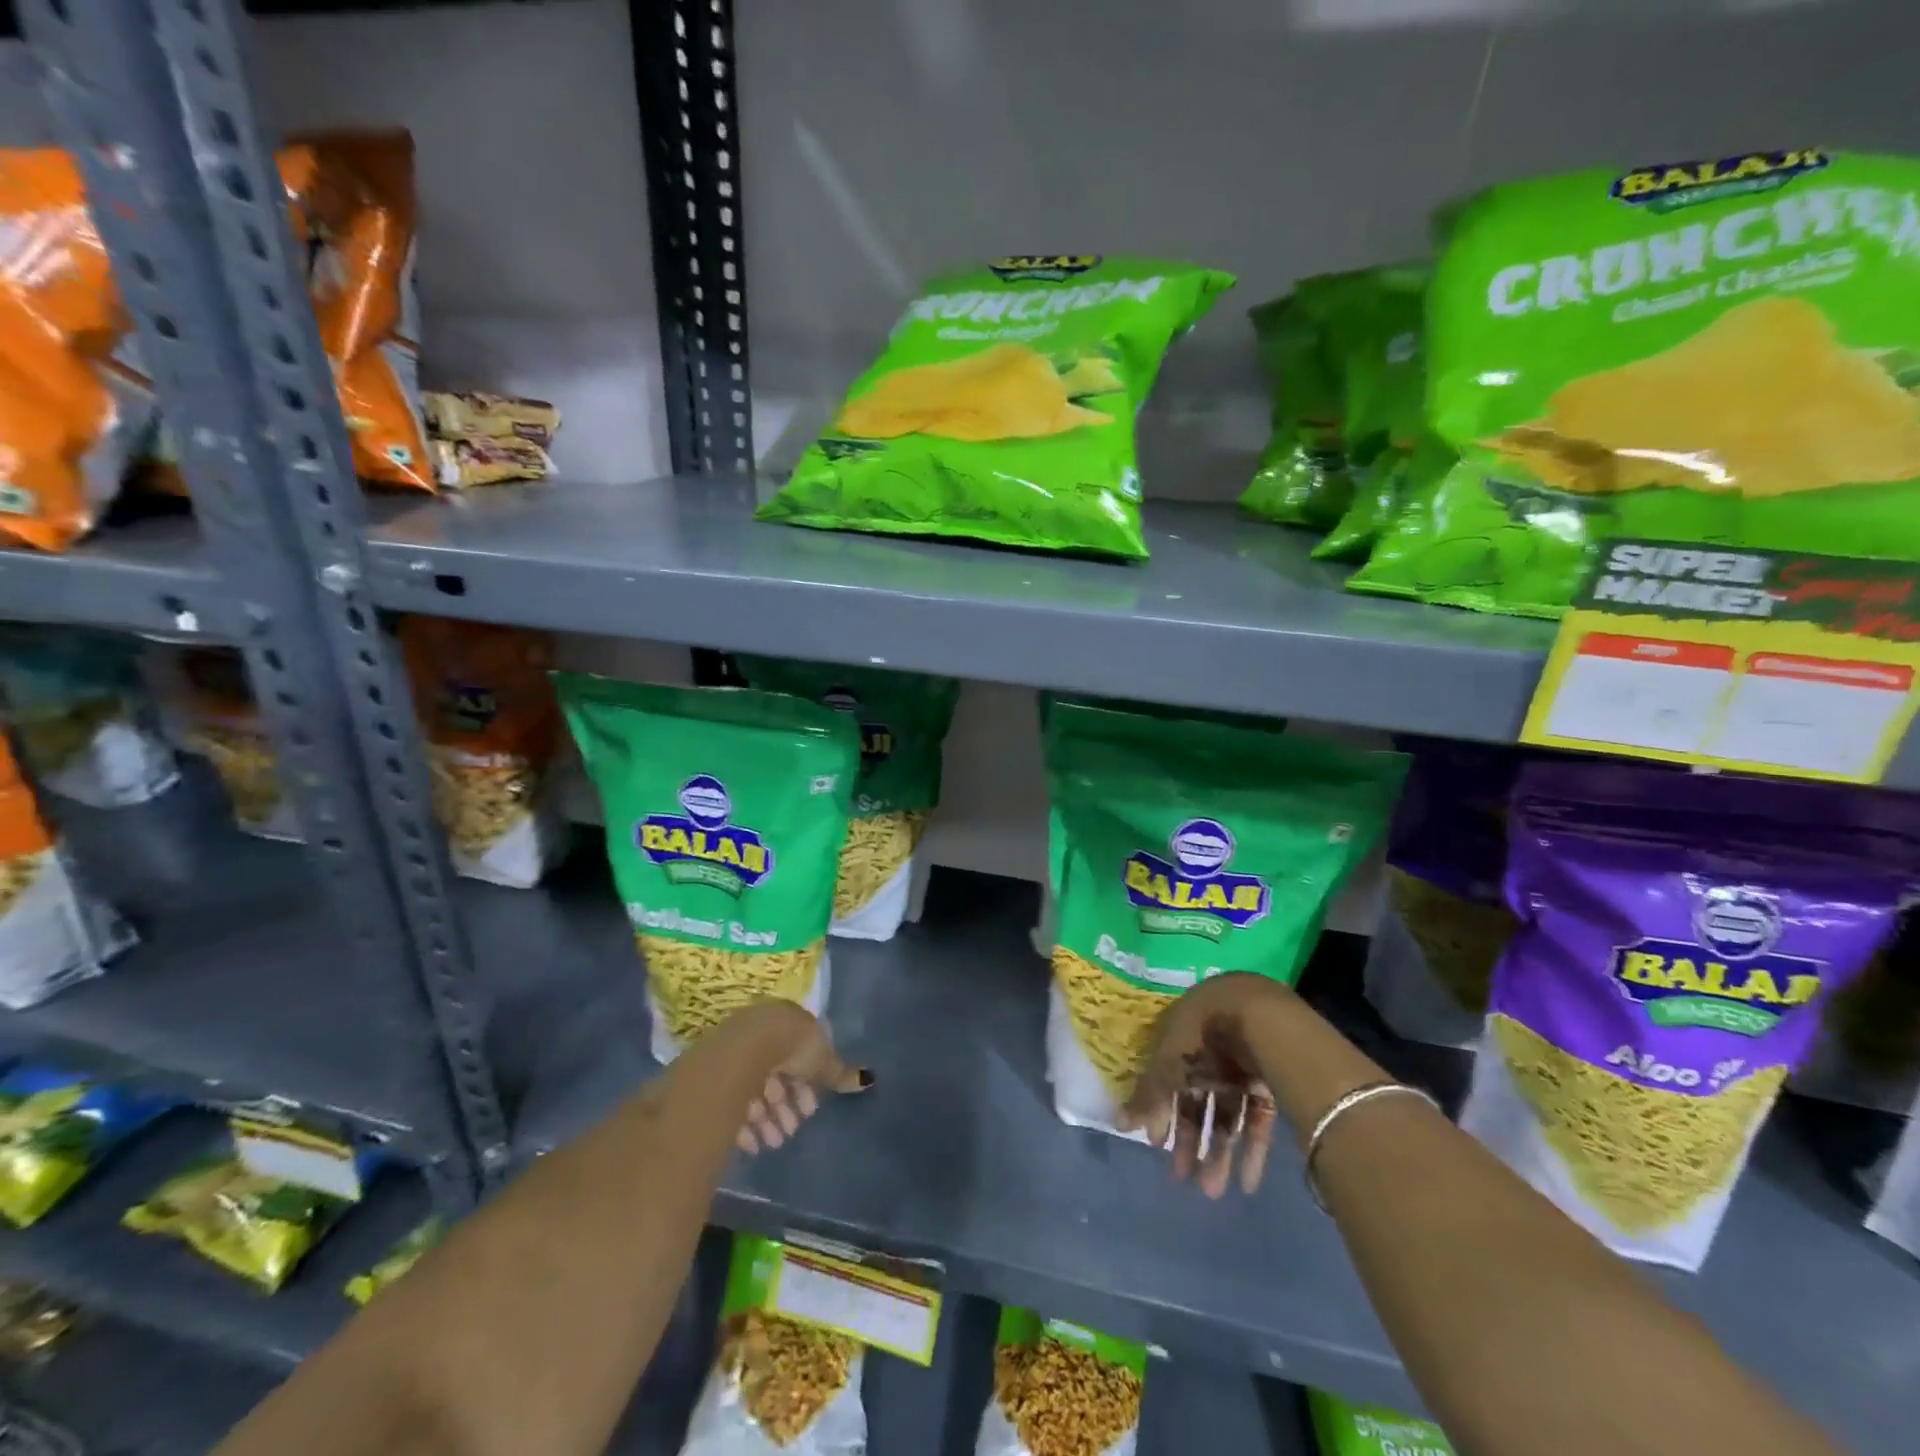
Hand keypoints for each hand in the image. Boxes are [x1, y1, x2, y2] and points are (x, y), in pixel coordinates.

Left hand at [723, 1001, 870, 1154]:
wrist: (748, 1047)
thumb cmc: (793, 1047)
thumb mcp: (823, 1060)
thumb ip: (840, 1073)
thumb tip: (869, 1079)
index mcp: (790, 1025)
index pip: (800, 1057)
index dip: (807, 1085)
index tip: (811, 1111)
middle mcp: (764, 1035)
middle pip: (778, 1076)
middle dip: (786, 1107)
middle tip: (791, 1131)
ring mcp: (739, 1053)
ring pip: (756, 1090)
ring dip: (768, 1120)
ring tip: (774, 1143)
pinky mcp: (719, 1074)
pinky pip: (735, 1102)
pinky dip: (746, 1125)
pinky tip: (753, 1144)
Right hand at [1119, 972, 1288, 1197]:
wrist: (1259, 1019)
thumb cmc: (1201, 1037)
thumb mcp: (1167, 1066)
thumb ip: (1147, 1097)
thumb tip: (1118, 1123)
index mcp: (1181, 1038)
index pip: (1167, 1079)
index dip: (1160, 1112)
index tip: (1155, 1144)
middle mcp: (1210, 1052)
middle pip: (1197, 1102)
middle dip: (1190, 1141)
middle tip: (1183, 1179)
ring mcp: (1242, 1069)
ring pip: (1227, 1116)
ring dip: (1219, 1153)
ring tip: (1213, 1192)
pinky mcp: (1269, 1085)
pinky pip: (1257, 1121)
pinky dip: (1252, 1151)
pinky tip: (1247, 1184)